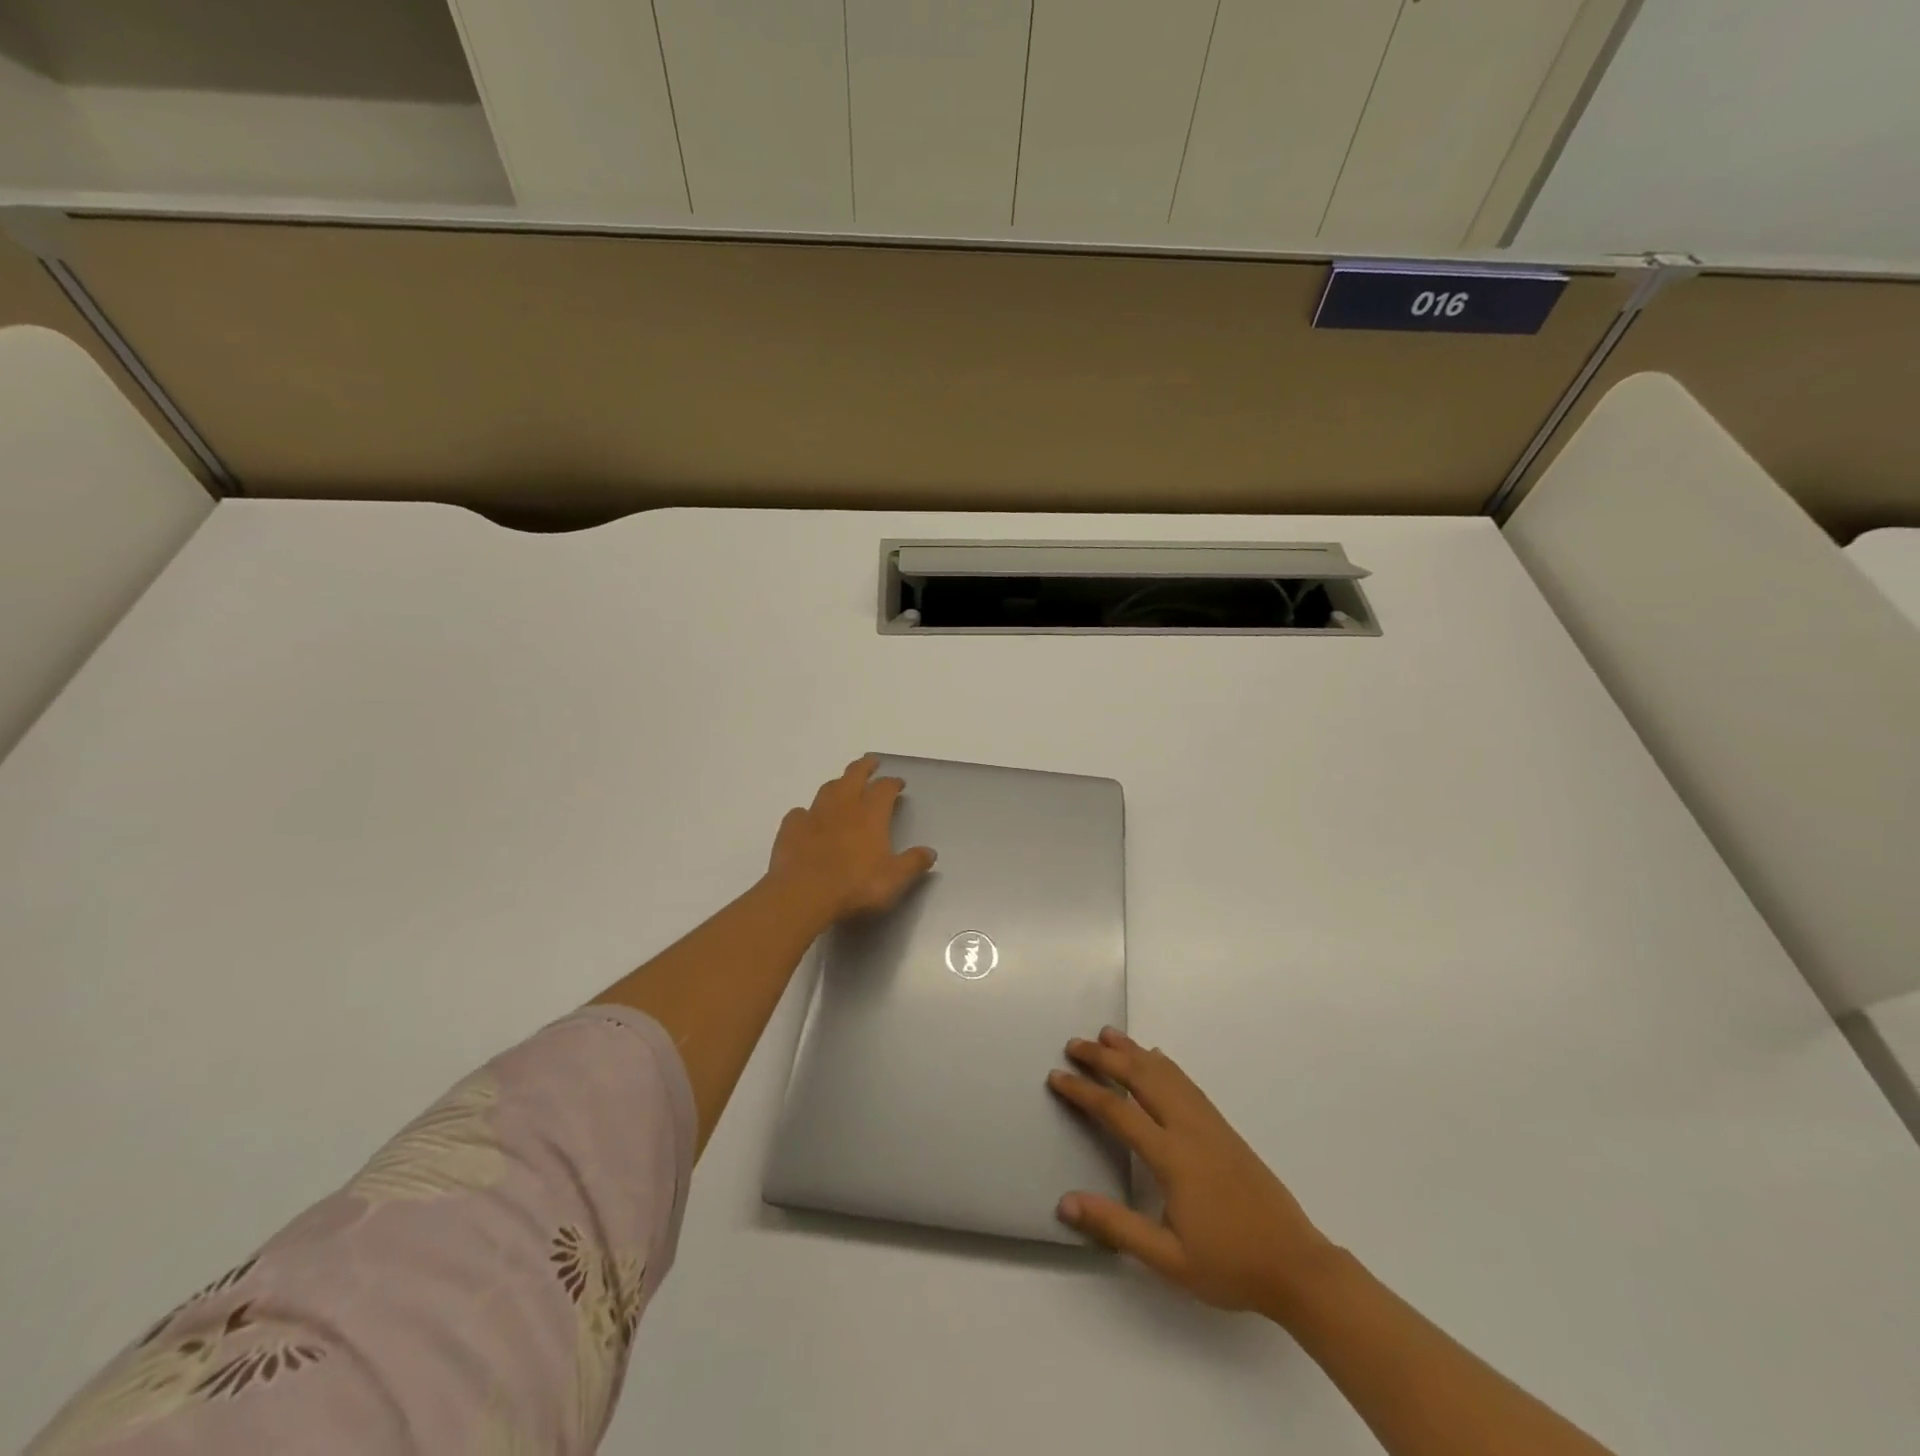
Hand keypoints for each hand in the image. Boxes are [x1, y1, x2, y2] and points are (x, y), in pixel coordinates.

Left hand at [767, 756, 936, 923]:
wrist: (804, 896)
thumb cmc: (855, 886)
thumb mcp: (894, 880)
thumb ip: (913, 863)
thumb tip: (930, 852)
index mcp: (870, 815)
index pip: (884, 788)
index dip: (892, 783)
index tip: (898, 783)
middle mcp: (843, 807)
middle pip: (854, 776)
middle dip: (864, 767)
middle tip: (871, 762)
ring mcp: (813, 815)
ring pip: (827, 789)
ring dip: (838, 784)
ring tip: (843, 786)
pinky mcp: (790, 829)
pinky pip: (799, 813)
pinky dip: (807, 813)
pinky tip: (808, 820)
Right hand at [1048, 1028, 1333, 1317]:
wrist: (1297, 1265)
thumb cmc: (1230, 1264)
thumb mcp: (1169, 1259)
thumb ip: (1116, 1226)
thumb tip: (1065, 1203)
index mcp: (1172, 1156)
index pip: (1117, 1112)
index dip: (1084, 1091)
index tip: (1057, 1075)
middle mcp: (1189, 1128)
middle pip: (1141, 1077)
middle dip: (1105, 1057)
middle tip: (1075, 1044)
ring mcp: (1210, 1124)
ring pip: (1166, 1073)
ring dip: (1134, 1051)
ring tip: (1108, 1034)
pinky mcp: (1224, 1128)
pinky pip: (1186, 1083)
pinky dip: (1163, 1063)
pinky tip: (1157, 1059)